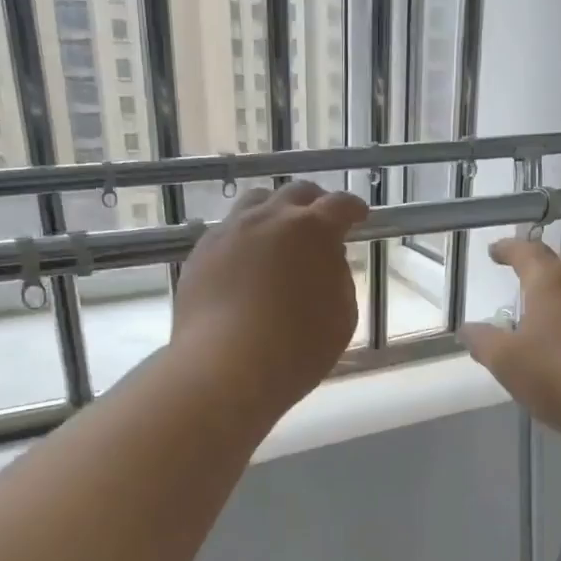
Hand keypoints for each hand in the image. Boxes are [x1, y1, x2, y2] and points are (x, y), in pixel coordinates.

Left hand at [173, 181, 368, 416]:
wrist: (225, 367)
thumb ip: (339, 279)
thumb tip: (326, 262)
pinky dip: (245, 238)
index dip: (353, 208)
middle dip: (314, 204)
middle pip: (295, 194)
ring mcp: (230, 232)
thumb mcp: (342, 317)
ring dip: (274, 212)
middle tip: (321, 222)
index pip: (339, 205)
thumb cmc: (297, 348)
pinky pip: (228, 231)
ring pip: (255, 203)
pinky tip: (246, 261)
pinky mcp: (201, 253)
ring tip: (279, 234)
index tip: (359, 216)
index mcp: (313, 230)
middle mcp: (269, 219)